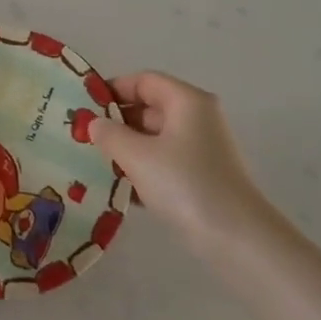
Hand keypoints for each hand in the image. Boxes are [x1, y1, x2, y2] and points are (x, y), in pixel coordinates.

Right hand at [89, 72, 279, 252]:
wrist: (236, 239)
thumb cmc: (184, 184)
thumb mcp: (137, 156)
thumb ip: (109, 134)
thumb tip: (94, 123)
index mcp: (186, 101)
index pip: (144, 81)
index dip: (113, 89)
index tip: (84, 107)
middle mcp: (197, 118)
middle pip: (149, 108)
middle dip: (116, 122)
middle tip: (83, 137)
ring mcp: (201, 149)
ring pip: (154, 138)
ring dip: (126, 148)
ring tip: (94, 162)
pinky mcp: (201, 177)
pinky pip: (164, 162)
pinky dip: (142, 170)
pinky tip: (118, 188)